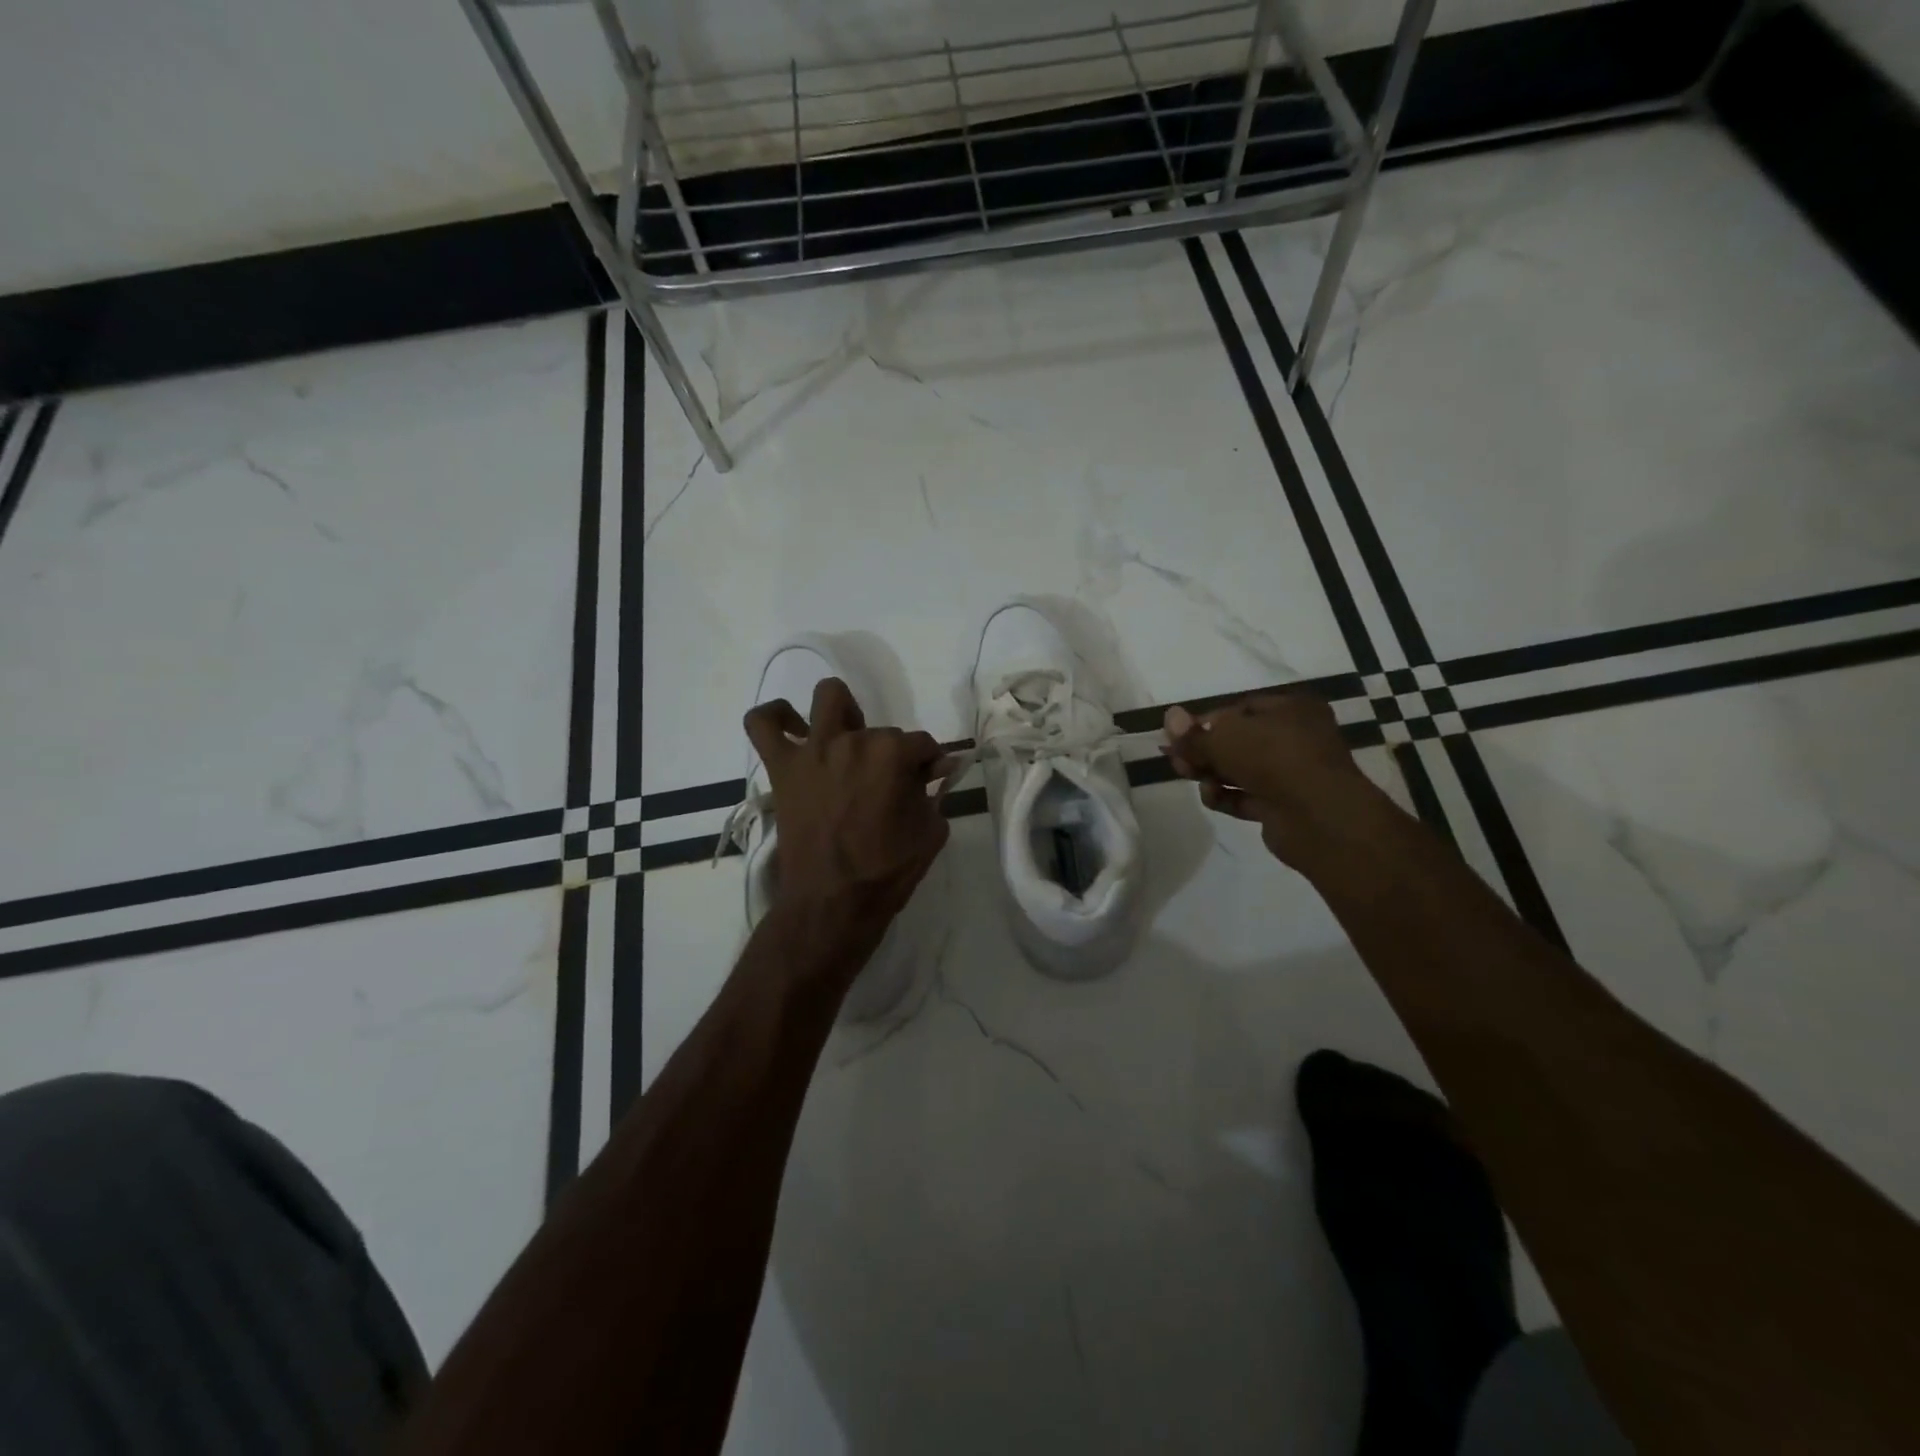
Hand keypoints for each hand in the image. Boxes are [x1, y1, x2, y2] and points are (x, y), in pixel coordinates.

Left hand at [744, 678, 951, 926]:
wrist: (832, 903)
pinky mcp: (783, 767)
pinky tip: (793, 728)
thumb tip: (936, 770)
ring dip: (844, 714)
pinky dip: (776, 718)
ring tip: (846, 742)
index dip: (929, 764)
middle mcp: (853, 740)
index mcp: (892, 754)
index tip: (929, 782)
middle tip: (887, 786)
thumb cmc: (886, 872)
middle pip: (881, 730)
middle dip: (891, 754)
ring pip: (829, 699)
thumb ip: (935, 793)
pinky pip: (762, 724)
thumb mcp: (930, 832)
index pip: (921, 744)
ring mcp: (814, 750)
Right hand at [1162, 691, 1388, 868]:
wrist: (1319, 817)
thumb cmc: (1273, 759)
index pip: (1239, 709)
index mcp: (1291, 709)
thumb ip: (1193, 734)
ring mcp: (1292, 774)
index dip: (1206, 722)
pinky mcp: (1285, 806)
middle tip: (1176, 761)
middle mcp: (1295, 738)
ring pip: (1241, 770)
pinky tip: (1211, 797)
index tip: (1178, 736)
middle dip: (1204, 751)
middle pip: (1238, 741)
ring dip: (1212, 775)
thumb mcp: (1224, 738)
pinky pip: (1248, 796)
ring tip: (1191, 779)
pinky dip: (1227, 796)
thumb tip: (1169, 716)